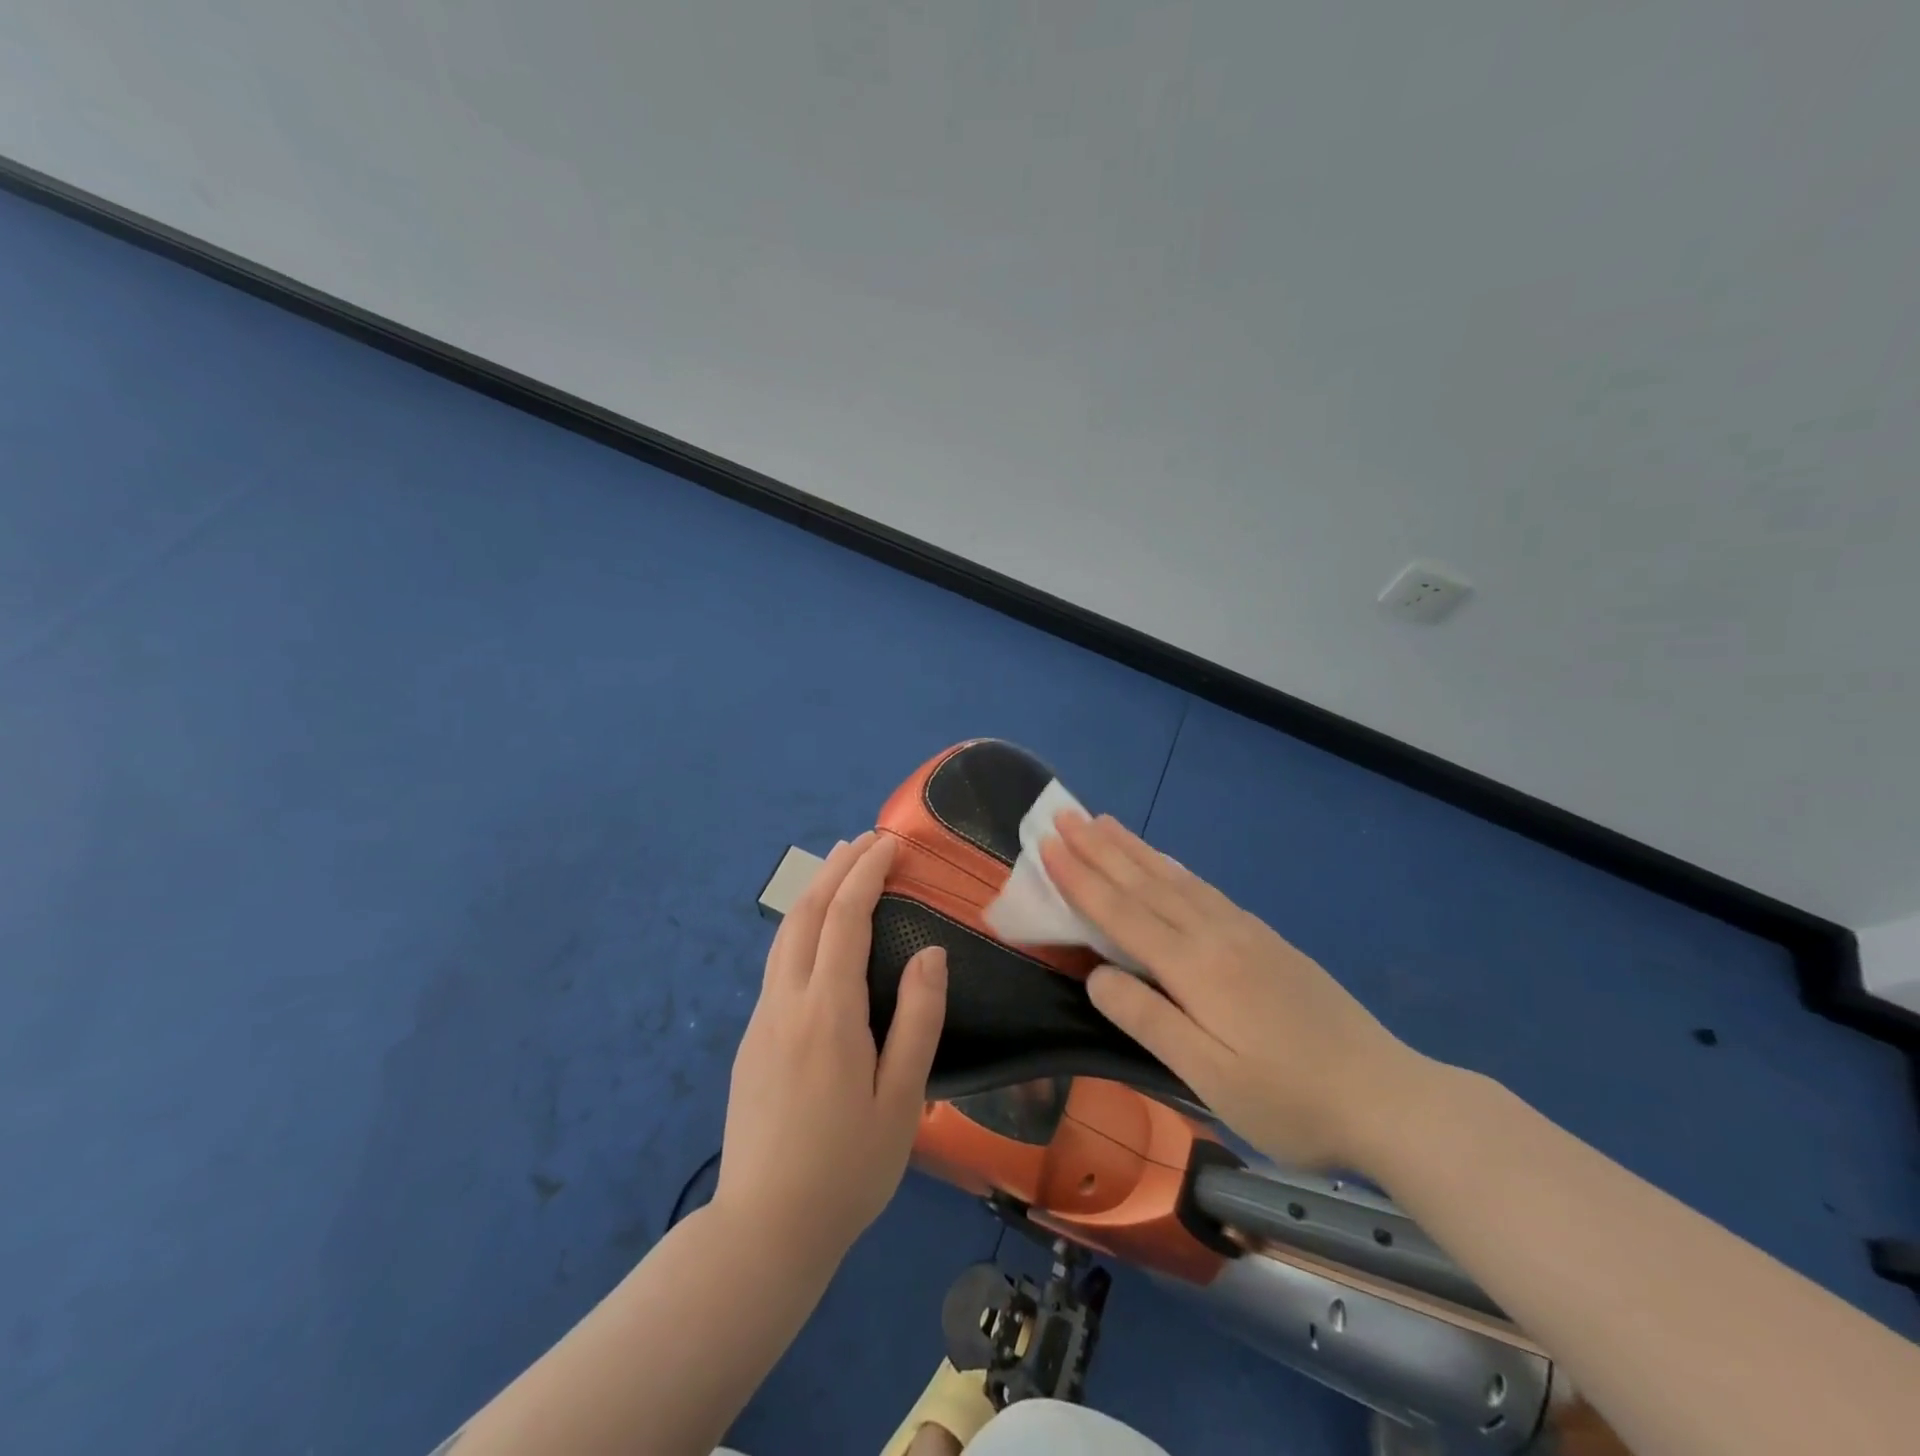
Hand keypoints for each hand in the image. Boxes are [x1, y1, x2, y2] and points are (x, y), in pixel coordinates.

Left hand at [715, 832, 947, 1262]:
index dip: (866, 874)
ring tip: (840, 868)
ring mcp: (761, 1019)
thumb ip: (918, 1020)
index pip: (845, 919)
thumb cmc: (848, 1168)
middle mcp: (786, 1002)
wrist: (763, 1230)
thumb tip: (931, 953)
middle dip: (835, 868)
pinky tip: (818, 933)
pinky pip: (777, 963)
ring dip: (813, 892)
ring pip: (784, 935)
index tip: (889, 843)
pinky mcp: (751, 1040)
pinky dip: (801, 926)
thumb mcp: (902, 1099)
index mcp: (828, 1012)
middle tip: (866, 841)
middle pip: (805, 913)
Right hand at [1040, 813, 1420, 1171]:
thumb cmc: (1290, 1100)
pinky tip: (1166, 862)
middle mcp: (1215, 935)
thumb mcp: (1209, 1077)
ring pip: (1175, 878)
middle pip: (1144, 883)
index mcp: (1194, 967)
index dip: (1080, 879)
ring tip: (1103, 821)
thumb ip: (1148, 1020)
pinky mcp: (1266, 939)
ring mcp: (1245, 932)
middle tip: (1064, 814)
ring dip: (1133, 848)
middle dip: (1099, 848)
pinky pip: (1204, 888)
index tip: (1047, 844)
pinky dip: (1173, 867)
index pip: (1121, 912)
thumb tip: (1096, 975)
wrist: (1389, 1096)